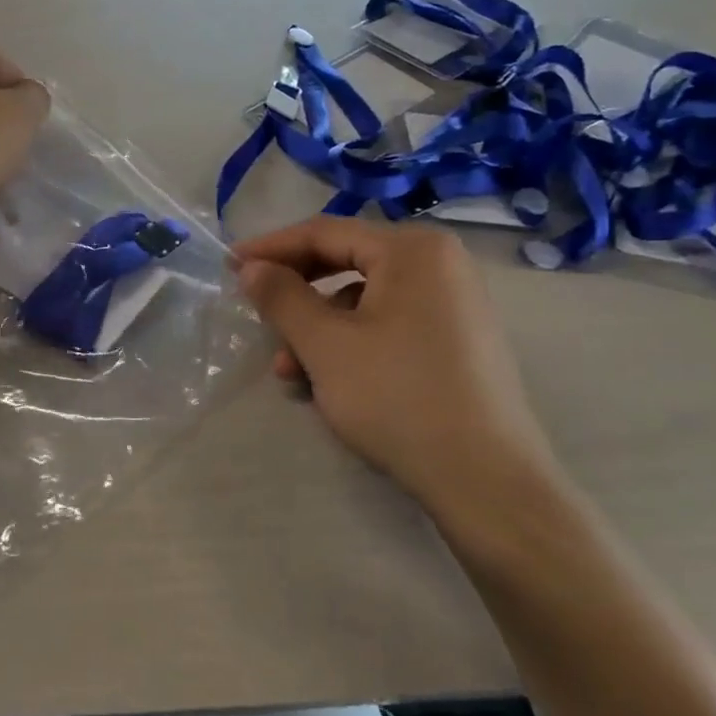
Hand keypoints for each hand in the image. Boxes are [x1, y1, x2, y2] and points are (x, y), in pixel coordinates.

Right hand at [234, 218, 559, 524]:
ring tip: (288, 373)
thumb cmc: (398, 398)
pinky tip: (326, 385)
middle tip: (256, 315)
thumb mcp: (325, 345)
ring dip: (317, 331)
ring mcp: (453, 304)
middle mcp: (439, 265)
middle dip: (295, 296)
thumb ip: (281, 297)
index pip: (325, 232)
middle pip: (345, 263)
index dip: (271, 248)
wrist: (487, 483)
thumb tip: (251, 267)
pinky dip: (349, 346)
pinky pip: (387, 326)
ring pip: (363, 301)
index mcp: (413, 250)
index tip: (229, 266)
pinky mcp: (456, 342)